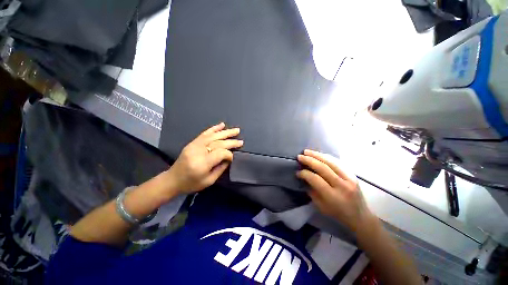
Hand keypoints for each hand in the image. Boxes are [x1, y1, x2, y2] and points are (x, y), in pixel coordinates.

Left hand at [165, 122, 242, 194]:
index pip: (220, 153)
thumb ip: (221, 168)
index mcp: (202, 163)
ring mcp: (194, 145)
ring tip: (236, 130)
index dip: (229, 154)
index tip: (233, 157)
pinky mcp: (192, 142)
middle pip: (218, 143)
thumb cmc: (191, 183)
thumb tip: (229, 158)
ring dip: (226, 132)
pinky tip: (222, 125)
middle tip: (241, 141)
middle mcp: (198, 151)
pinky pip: (205, 133)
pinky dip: (214, 128)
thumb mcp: (209, 181)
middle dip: (231, 142)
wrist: (172, 180)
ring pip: (213, 136)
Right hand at [296, 149, 375, 232]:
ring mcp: (349, 179)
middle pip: (323, 168)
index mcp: (333, 196)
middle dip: (309, 160)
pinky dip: (326, 157)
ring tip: (307, 151)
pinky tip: (318, 155)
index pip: (315, 179)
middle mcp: (342, 186)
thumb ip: (311, 190)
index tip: (298, 172)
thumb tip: (304, 177)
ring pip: (331, 162)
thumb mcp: (320, 206)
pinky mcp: (353, 175)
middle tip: (300, 156)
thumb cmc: (337, 214)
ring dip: (317, 155)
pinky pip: (337, 162)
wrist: (360, 216)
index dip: (305, 173)